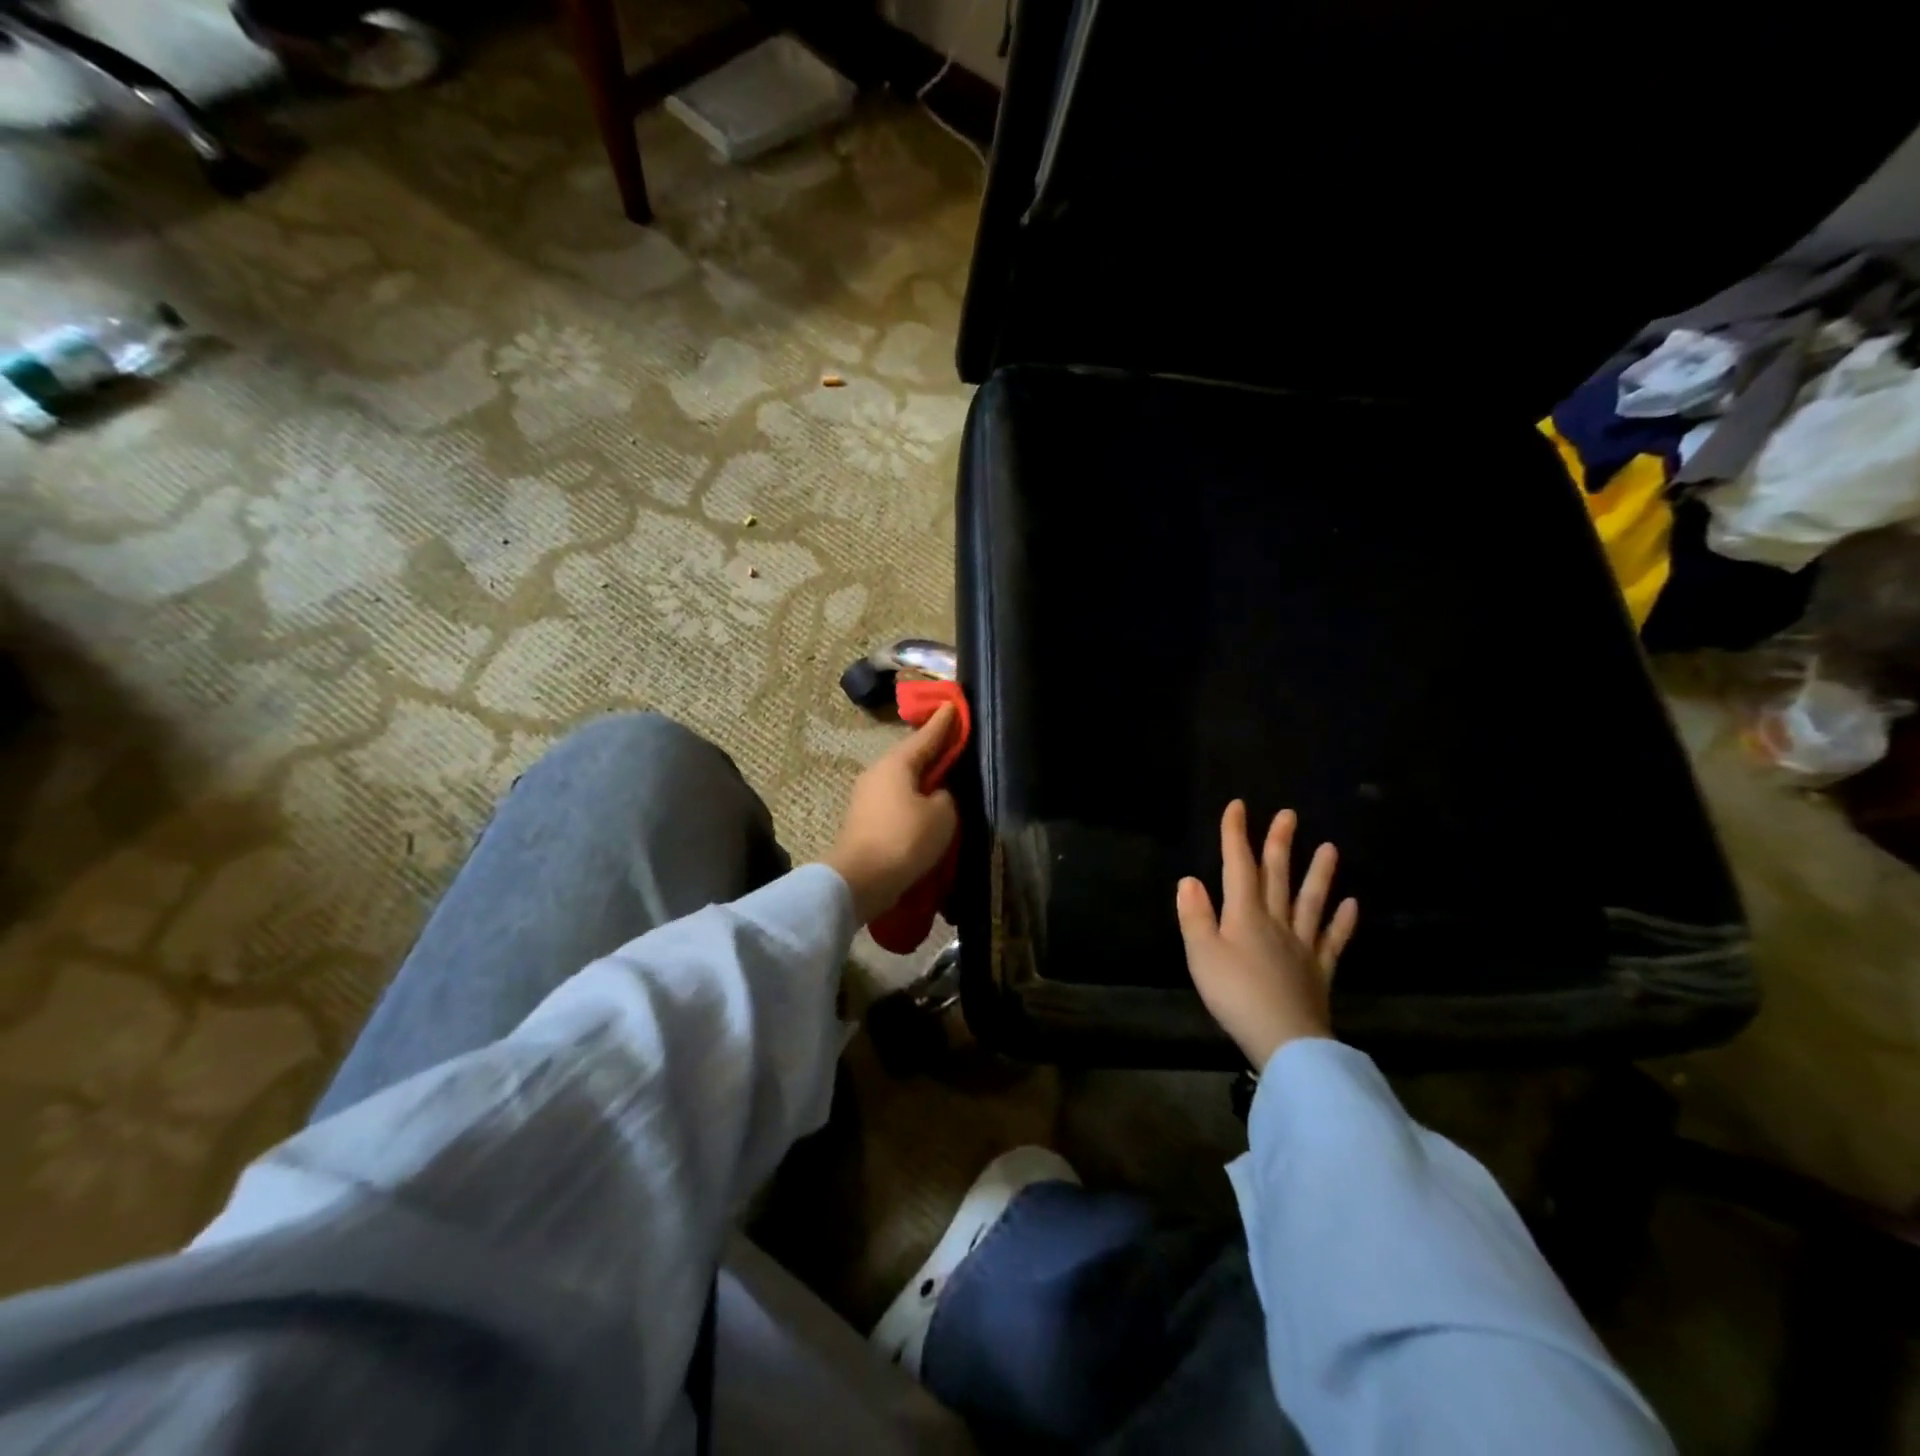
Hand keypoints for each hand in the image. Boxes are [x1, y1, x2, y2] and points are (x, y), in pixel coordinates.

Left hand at [824, 705, 961, 923]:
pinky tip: (926, 807)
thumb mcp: (942, 816)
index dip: (943, 723)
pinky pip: (897, 801)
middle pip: (912, 756)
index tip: (953, 705)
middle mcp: (878, 773)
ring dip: (923, 779)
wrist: (859, 881)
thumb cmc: (904, 840)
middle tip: (954, 741)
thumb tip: (938, 794)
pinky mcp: (865, 821)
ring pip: (903, 780)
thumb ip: (946, 796)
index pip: (926, 736)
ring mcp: (867, 797)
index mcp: (897, 763)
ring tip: (945, 778)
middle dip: (932, 750)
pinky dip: (913, 800)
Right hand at [1175, 800, 1358, 1070]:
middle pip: (1277, 876)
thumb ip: (1195, 915)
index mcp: (1244, 915)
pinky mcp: (1319, 970)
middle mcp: (1276, 921)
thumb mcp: (1201, 954)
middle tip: (1289, 815)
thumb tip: (1189, 880)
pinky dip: (1343, 921)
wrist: (1284, 1039)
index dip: (1236, 835)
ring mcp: (1302, 944)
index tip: (1239, 806)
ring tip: (1330, 848)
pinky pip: (1333, 939)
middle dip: (1279, 844)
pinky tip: (1351, 904)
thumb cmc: (1234, 994)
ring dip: (1319, 874)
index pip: (1238, 866)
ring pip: (1310, 902)